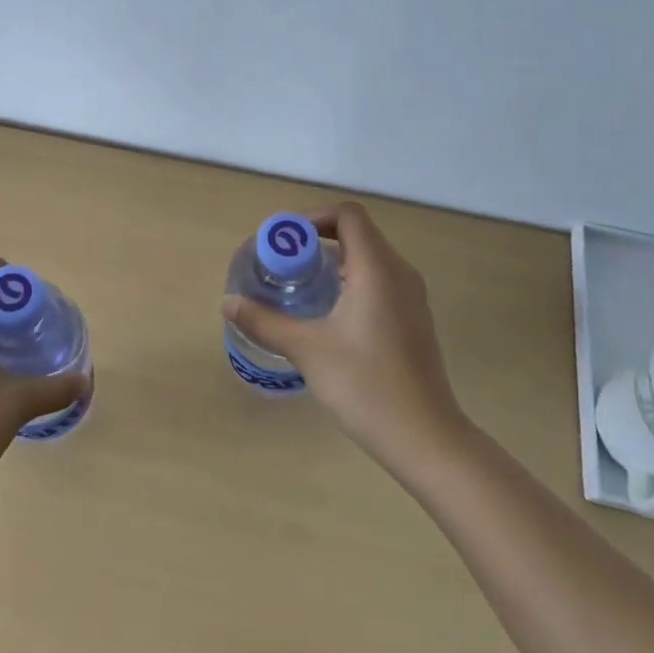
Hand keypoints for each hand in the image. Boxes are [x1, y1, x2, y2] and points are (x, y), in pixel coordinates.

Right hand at [221, 201, 470, 473]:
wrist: (425, 438)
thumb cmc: (365, 385)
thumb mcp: (307, 350)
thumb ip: (265, 321)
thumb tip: (228, 303)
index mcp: (377, 269)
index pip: (347, 215)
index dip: (311, 218)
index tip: (282, 243)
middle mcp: (399, 274)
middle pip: (357, 233)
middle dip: (315, 240)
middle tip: (281, 265)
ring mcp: (411, 297)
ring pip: (368, 258)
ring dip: (332, 261)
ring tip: (298, 287)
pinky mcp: (413, 319)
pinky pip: (379, 280)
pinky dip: (349, 281)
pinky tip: (327, 314)